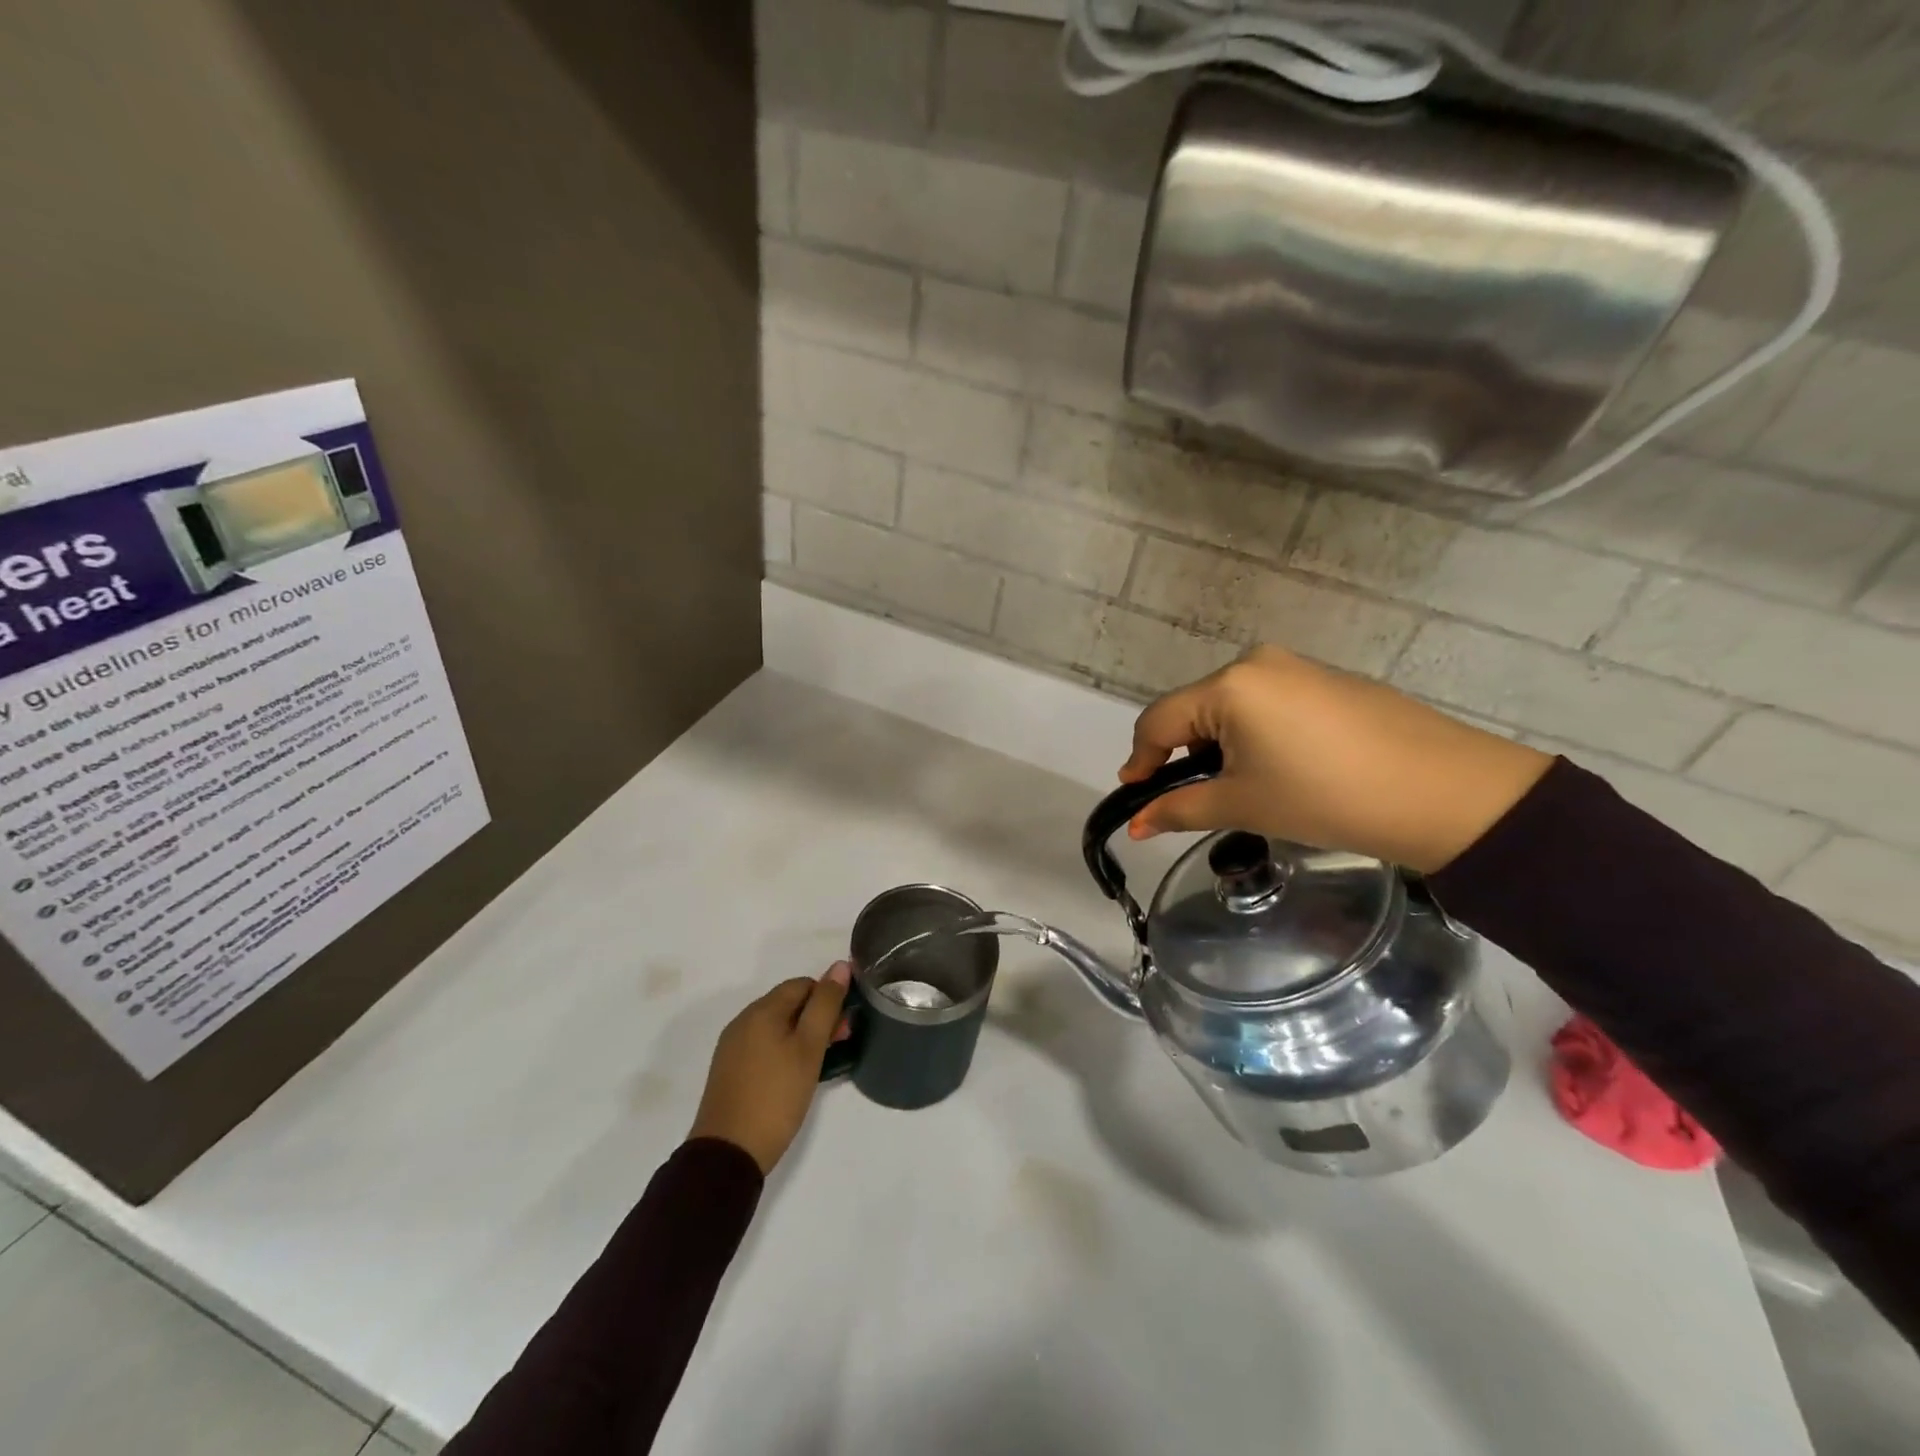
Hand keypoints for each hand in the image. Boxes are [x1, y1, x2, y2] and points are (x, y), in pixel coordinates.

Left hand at [687, 963, 851, 1174]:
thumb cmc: (776, 1096)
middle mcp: (743, 1020)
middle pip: (788, 1003)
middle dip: (817, 1016)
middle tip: (839, 1043)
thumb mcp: (809, 1048)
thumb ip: (826, 1005)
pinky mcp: (729, 1069)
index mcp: (762, 1010)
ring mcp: (733, 1046)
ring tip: (820, 1062)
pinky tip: (793, 1075)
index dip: (828, 997)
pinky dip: (783, 1050)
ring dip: (801, 1034)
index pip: (803, 984)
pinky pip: (762, 1045)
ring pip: (776, 1026)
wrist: (728, 1153)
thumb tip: (840, 966)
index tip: (844, 1025)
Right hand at [1119, 647, 1553, 873]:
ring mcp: (1297, 667)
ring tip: (1240, 788)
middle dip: (1182, 755)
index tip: (1135, 799)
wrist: (1446, 793)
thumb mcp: (1243, 805)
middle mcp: (1256, 663)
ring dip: (1219, 746)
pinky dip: (1255, 735)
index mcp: (1228, 685)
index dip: (1140, 761)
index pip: (1158, 721)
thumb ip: (1179, 810)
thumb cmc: (1326, 797)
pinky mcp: (1328, 680)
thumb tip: (1136, 825)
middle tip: (1190, 800)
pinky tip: (1282, 769)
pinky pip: (1268, 704)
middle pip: (1194, 710)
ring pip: (1231, 707)